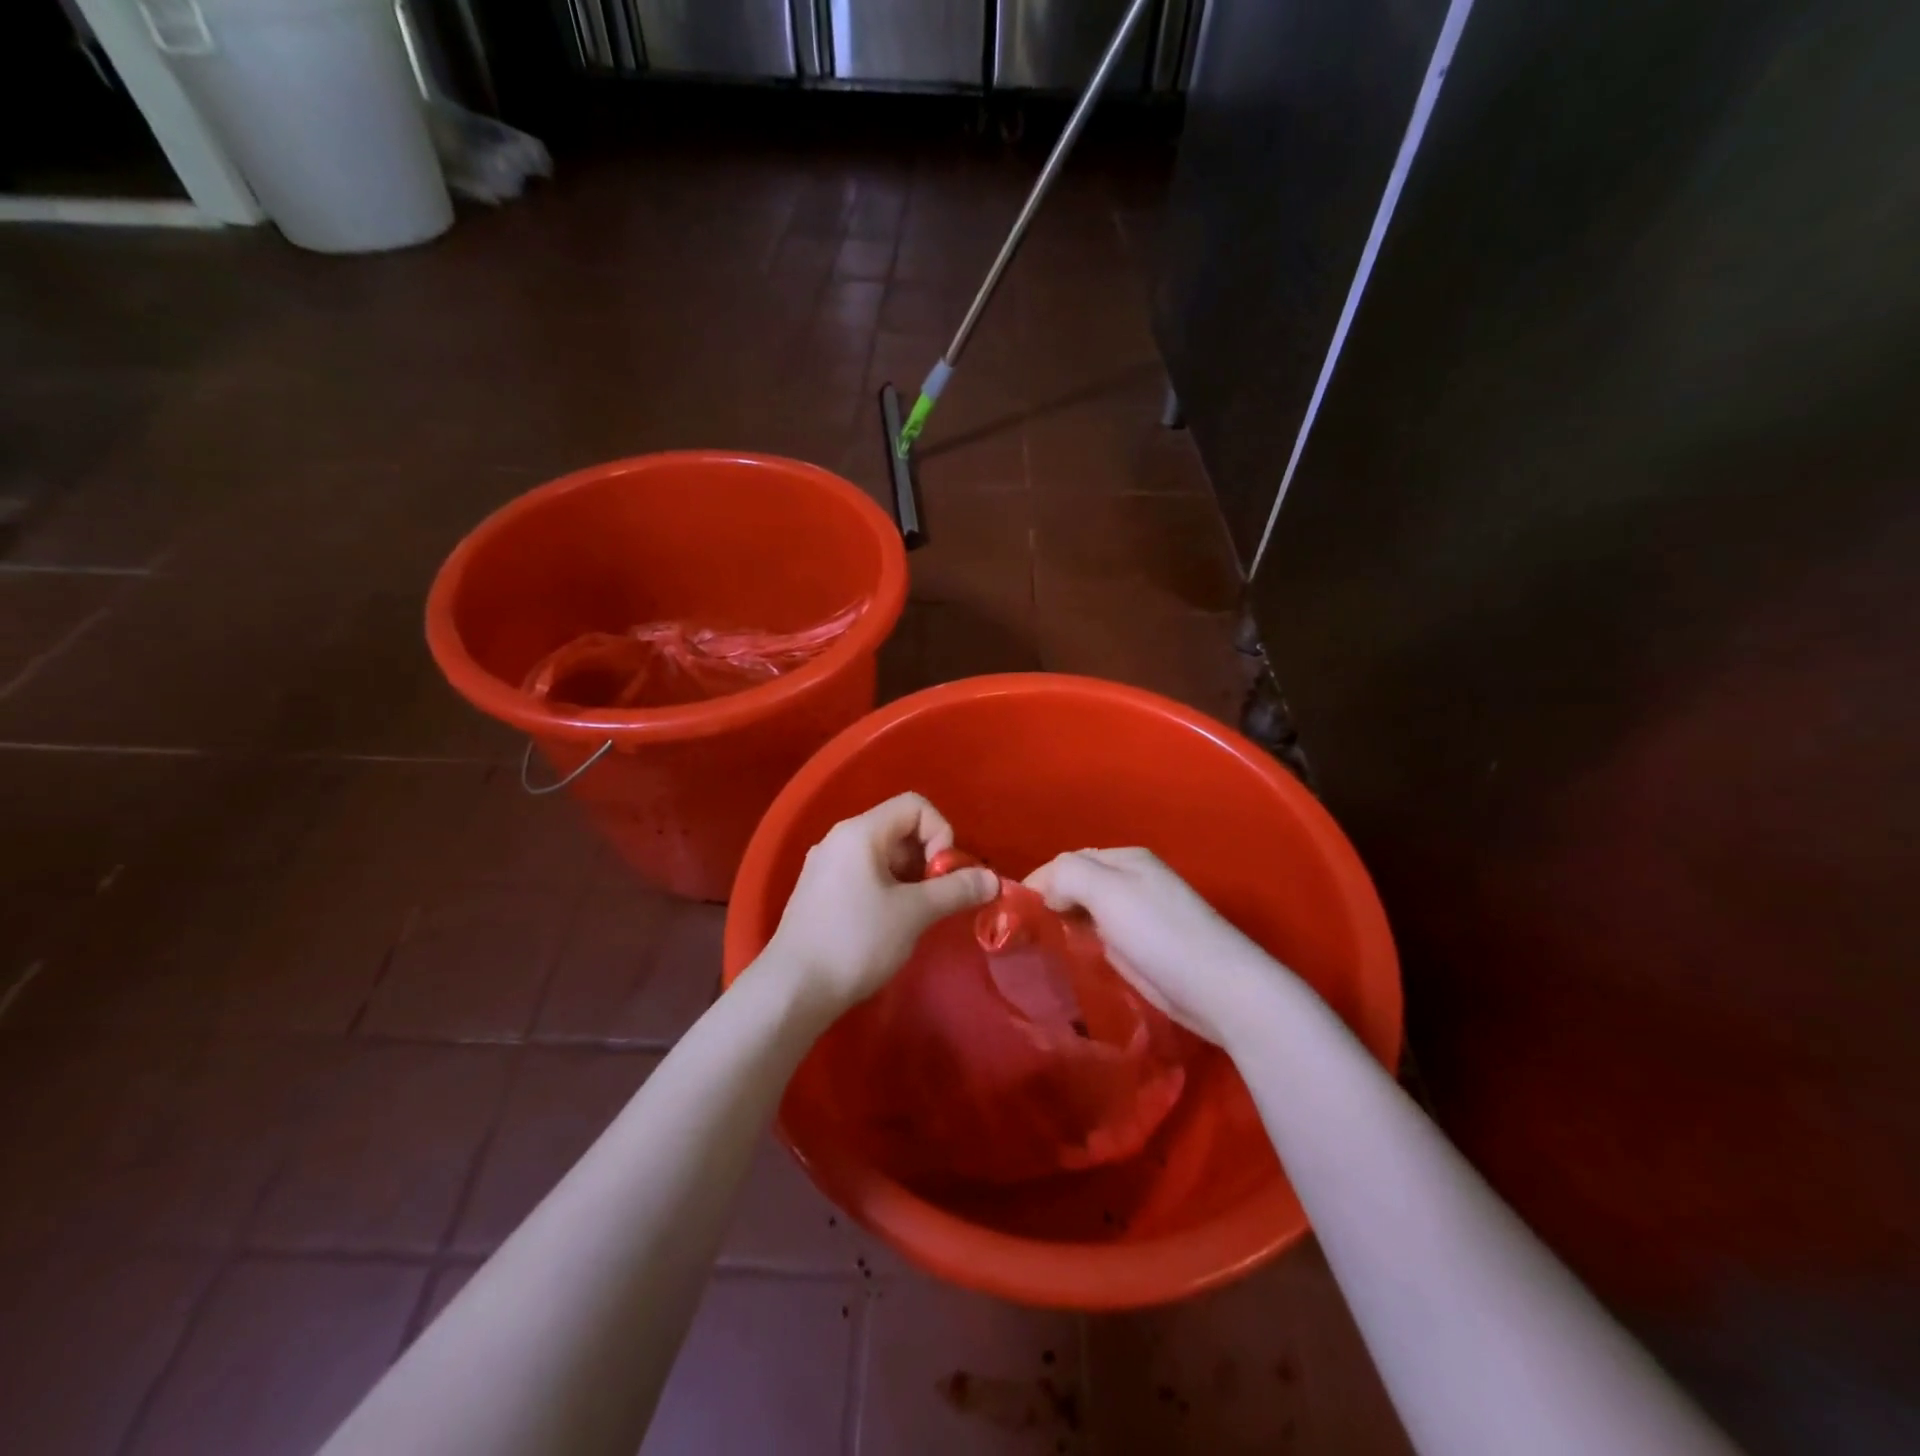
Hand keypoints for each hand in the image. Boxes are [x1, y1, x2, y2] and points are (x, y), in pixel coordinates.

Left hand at [767, 792, 997, 1014]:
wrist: (793, 990)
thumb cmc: (856, 941)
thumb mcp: (913, 914)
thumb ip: (956, 890)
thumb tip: (993, 880)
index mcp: (860, 832)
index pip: (915, 806)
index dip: (941, 833)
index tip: (943, 875)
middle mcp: (840, 839)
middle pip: (899, 828)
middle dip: (928, 858)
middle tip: (937, 899)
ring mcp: (826, 866)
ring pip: (883, 855)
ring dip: (911, 877)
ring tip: (917, 915)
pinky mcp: (820, 892)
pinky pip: (865, 874)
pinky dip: (888, 889)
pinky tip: (890, 924)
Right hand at [1024, 847, 1274, 1045]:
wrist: (1220, 990)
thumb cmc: (1161, 934)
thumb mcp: (1108, 892)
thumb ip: (1068, 876)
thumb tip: (1046, 891)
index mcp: (1125, 859)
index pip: (1067, 861)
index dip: (1039, 882)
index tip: (1012, 913)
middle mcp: (1132, 880)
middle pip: (1077, 884)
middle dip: (1049, 902)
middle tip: (1021, 933)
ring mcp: (1139, 915)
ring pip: (1087, 911)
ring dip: (1064, 923)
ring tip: (1037, 946)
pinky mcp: (1143, 948)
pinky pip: (1100, 936)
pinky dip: (1082, 942)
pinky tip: (1070, 957)